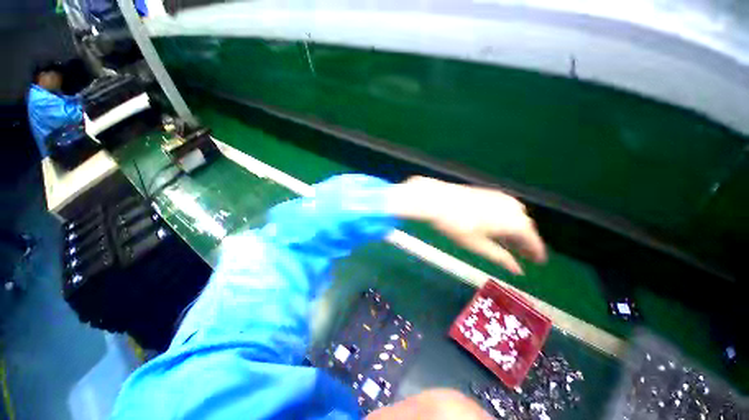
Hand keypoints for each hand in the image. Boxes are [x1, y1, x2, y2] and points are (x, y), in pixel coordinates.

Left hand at [390, 176, 545, 274]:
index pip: (534, 240)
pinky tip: (498, 226)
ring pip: (517, 217)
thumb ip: (500, 257)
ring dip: (516, 230)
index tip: (539, 261)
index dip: (537, 252)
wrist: (438, 199)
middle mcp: (513, 207)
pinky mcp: (491, 192)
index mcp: (514, 222)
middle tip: (523, 255)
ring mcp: (502, 197)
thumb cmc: (456, 225)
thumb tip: (517, 270)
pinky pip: (507, 208)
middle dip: (526, 242)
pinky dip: (507, 219)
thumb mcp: (477, 245)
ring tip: (509, 242)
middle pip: (526, 227)